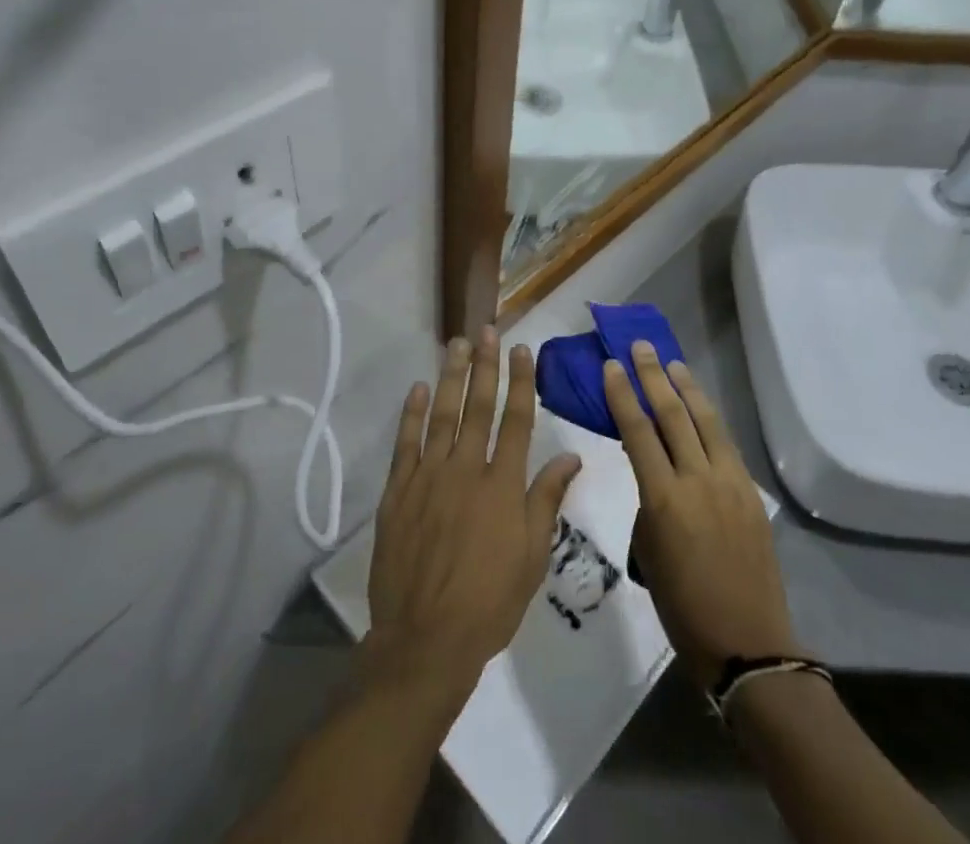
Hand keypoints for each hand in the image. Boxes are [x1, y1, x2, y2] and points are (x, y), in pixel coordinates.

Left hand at [366, 329, 582, 714]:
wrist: (425, 639)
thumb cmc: (489, 602)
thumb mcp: (532, 556)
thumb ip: (547, 499)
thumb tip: (570, 455)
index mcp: (503, 484)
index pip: (517, 420)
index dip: (521, 381)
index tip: (521, 350)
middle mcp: (467, 469)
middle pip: (478, 406)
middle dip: (485, 365)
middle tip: (487, 330)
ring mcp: (429, 476)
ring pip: (442, 414)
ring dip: (450, 376)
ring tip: (456, 344)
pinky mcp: (399, 491)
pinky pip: (406, 443)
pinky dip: (412, 413)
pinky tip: (418, 388)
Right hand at [603, 341, 799, 688]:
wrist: (747, 642)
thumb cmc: (682, 606)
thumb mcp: (648, 552)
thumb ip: (650, 502)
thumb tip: (659, 476)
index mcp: (664, 499)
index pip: (637, 430)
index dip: (622, 394)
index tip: (611, 365)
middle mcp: (698, 480)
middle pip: (672, 415)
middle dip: (654, 377)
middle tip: (641, 347)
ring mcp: (730, 483)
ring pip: (705, 421)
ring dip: (687, 388)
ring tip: (673, 363)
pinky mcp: (751, 492)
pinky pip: (726, 444)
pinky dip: (709, 419)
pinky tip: (701, 407)